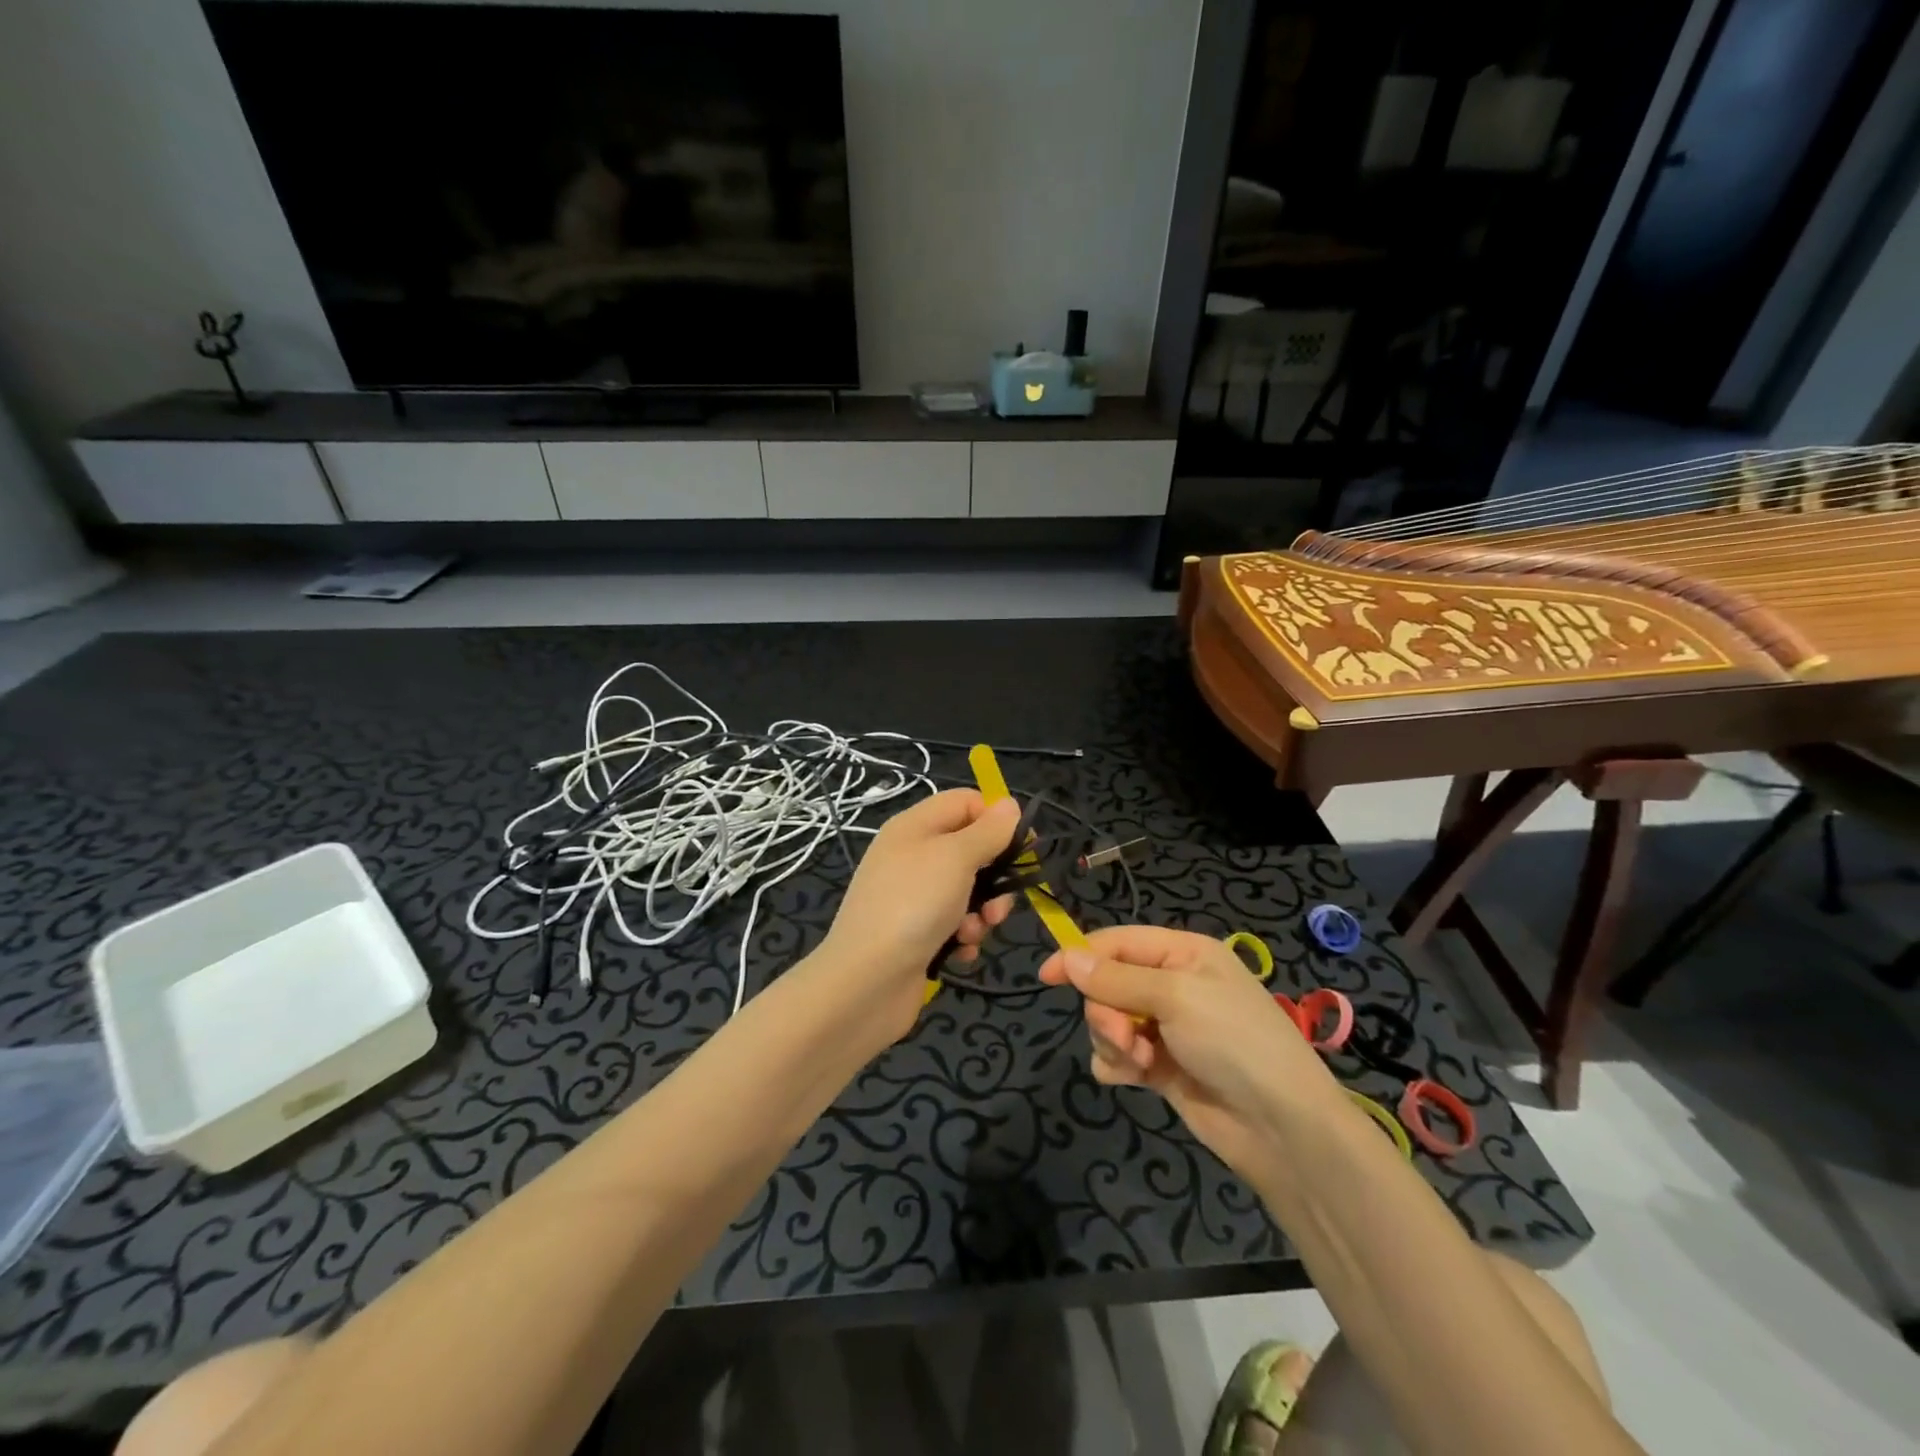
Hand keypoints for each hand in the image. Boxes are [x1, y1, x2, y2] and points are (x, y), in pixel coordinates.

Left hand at [819, 790, 1019, 1039]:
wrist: (866, 981)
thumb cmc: (913, 905)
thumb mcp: (956, 857)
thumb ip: (987, 831)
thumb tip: (1009, 805)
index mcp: (915, 826)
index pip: (965, 802)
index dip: (995, 819)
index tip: (1024, 846)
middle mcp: (912, 856)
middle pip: (970, 850)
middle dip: (994, 877)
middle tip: (1000, 903)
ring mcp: (912, 897)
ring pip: (967, 891)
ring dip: (981, 912)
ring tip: (974, 932)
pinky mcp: (915, 933)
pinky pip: (954, 924)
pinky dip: (963, 937)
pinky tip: (959, 952)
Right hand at [1038, 926, 1343, 1184]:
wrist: (1281, 1127)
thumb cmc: (1234, 1042)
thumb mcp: (1176, 998)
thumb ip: (1116, 979)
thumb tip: (1067, 957)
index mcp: (1183, 953)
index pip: (1118, 942)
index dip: (1081, 955)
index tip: (1046, 976)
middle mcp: (1172, 984)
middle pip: (1108, 984)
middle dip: (1106, 1011)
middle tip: (1124, 1036)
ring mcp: (1166, 1028)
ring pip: (1108, 1021)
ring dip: (1113, 1040)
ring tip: (1139, 1062)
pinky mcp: (1161, 1066)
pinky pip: (1118, 1055)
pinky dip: (1118, 1065)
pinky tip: (1135, 1078)